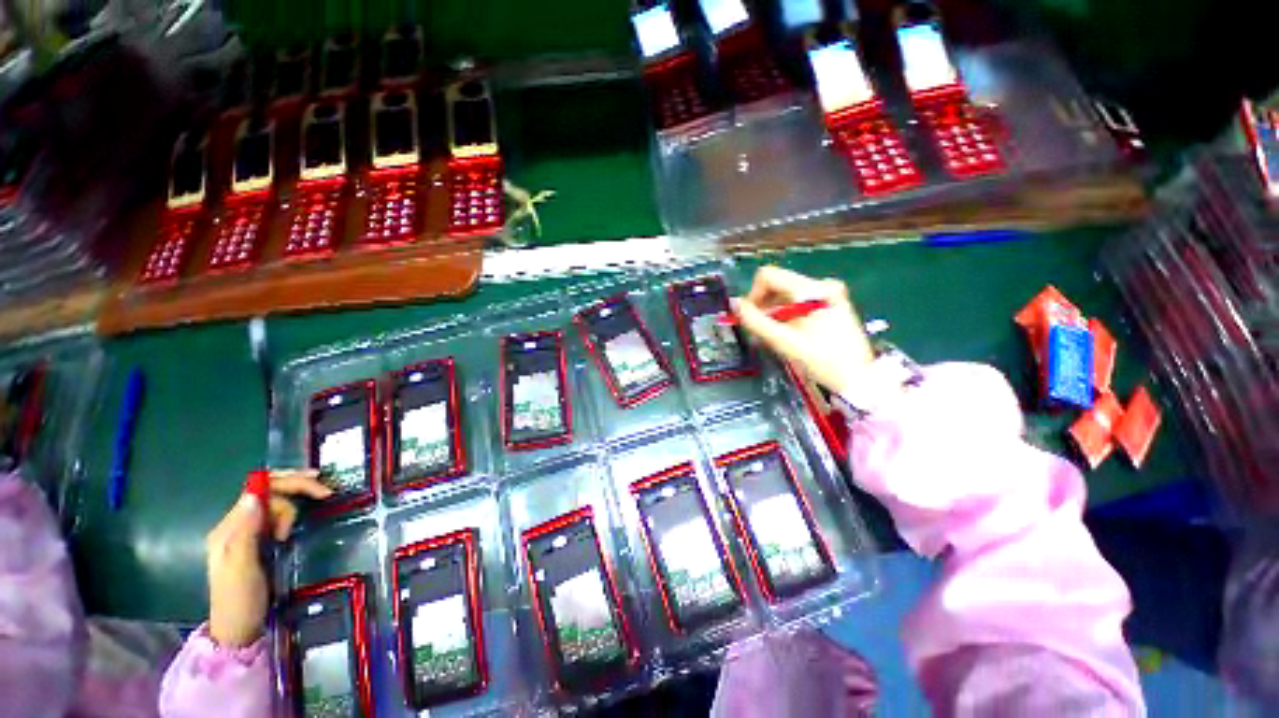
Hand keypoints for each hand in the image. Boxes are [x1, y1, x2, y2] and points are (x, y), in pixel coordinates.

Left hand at [206, 469, 331, 648]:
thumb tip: (256, 494)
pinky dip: (292, 512)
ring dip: (293, 506)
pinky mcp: (259, 542)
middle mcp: (236, 526)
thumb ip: (246, 531)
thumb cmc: (240, 600)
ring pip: (275, 503)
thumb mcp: (241, 567)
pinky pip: (276, 516)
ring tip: (297, 527)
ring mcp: (247, 534)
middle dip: (297, 487)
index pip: (258, 490)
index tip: (319, 487)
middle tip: (326, 492)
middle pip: (267, 492)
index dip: (289, 483)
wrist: (239, 631)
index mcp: (229, 529)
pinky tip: (300, 519)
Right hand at [735, 266, 873, 395]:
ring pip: (788, 293)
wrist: (859, 377)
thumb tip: (735, 305)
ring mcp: (830, 292)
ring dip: (775, 310)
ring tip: (775, 334)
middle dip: (764, 305)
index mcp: (811, 289)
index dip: (753, 294)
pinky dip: (788, 313)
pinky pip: (800, 300)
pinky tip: (790, 332)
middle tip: (761, 330)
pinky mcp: (833, 302)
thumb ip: (755, 321)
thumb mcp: (783, 342)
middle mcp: (822, 284)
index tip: (751, 317)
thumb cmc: (821, 360)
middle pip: (779, 283)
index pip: (768, 276)